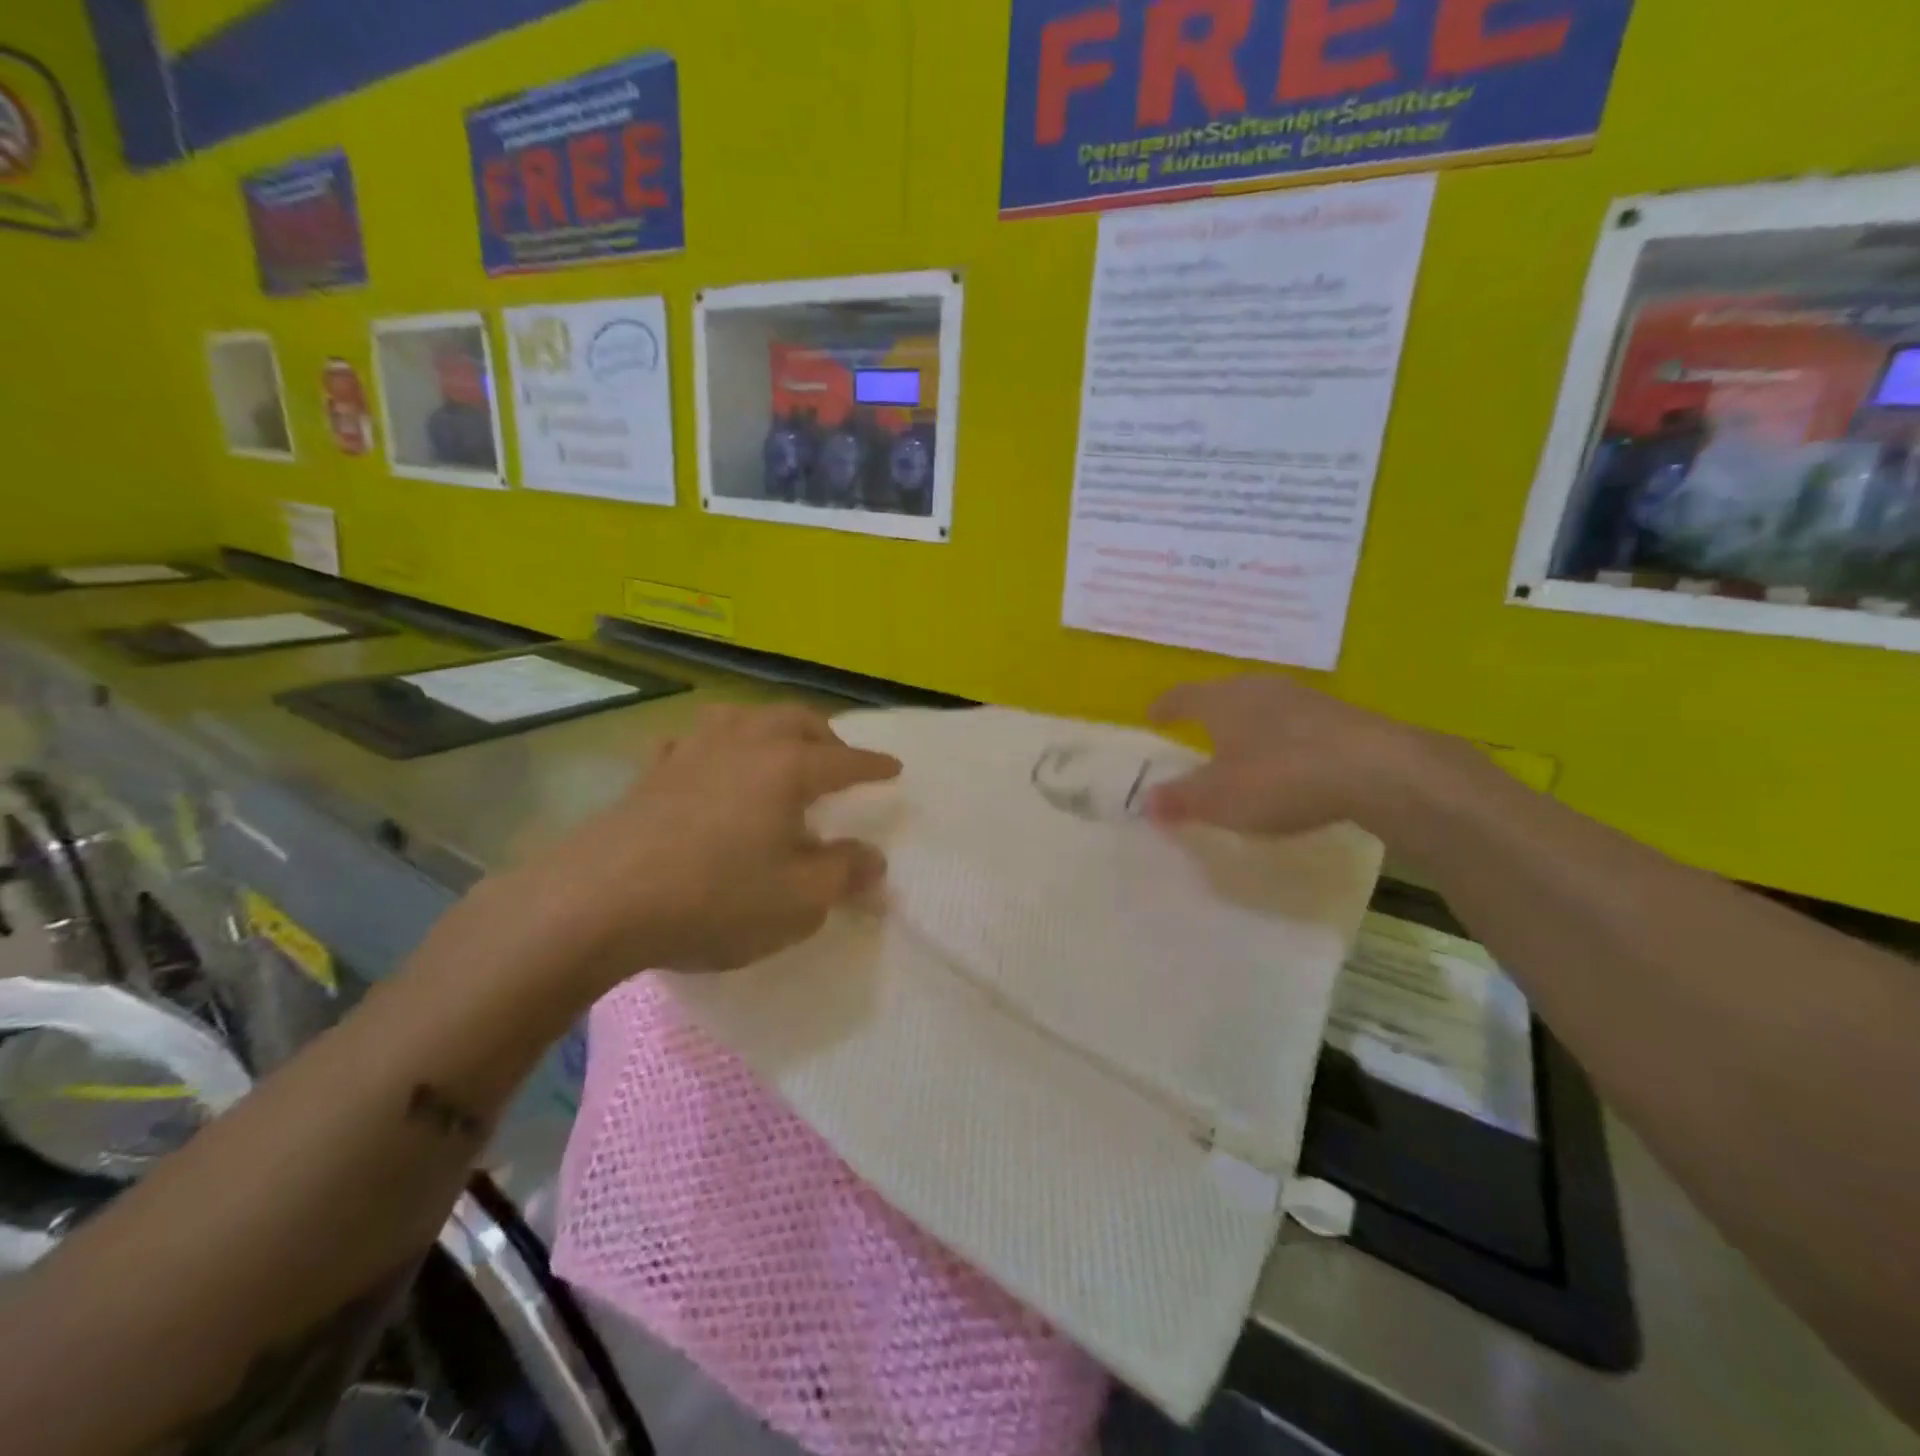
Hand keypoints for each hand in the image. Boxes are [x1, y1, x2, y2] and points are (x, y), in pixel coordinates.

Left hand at [534, 704, 900, 979]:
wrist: (598, 901)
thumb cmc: (714, 898)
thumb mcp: (799, 900)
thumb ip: (845, 874)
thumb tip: (874, 858)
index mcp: (788, 768)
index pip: (845, 760)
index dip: (874, 766)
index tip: (895, 768)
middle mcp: (744, 744)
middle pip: (795, 721)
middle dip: (826, 736)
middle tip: (838, 760)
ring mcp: (692, 751)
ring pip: (742, 717)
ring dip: (771, 728)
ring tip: (778, 752)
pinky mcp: (651, 772)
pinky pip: (692, 742)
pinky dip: (715, 747)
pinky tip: (707, 766)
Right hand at [1146, 675, 1452, 836]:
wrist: (1376, 770)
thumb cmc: (1279, 778)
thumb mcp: (1219, 799)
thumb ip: (1180, 799)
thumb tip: (1145, 801)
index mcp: (1222, 701)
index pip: (1183, 696)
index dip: (1166, 706)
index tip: (1153, 714)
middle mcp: (1259, 688)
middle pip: (1225, 694)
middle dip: (1209, 710)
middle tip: (1197, 728)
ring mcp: (1304, 698)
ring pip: (1264, 704)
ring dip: (1249, 722)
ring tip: (1243, 744)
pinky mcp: (1340, 715)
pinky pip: (1297, 721)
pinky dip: (1283, 736)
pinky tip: (1290, 759)